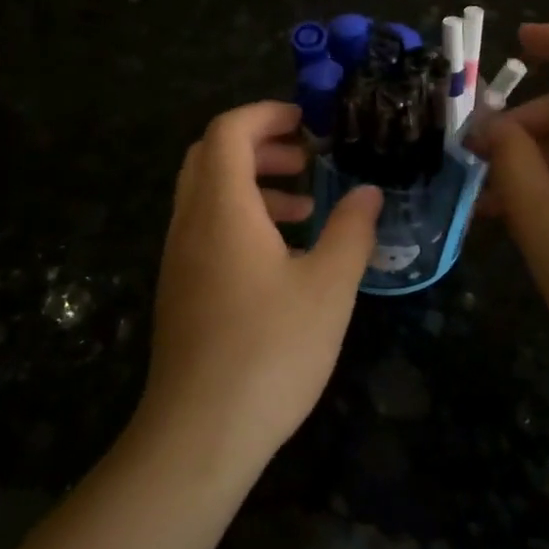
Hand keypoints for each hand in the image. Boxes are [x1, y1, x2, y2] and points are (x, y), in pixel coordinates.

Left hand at [145, 101, 381, 466]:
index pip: (229, 130)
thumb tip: (369, 192)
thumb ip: (352, 231)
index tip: (308, 124)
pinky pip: (205, 228)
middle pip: (211, 155)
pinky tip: (280, 256)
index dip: (267, 114)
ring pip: (206, 193)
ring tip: (304, 207)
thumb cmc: (270, 351)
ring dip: (252, 184)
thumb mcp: (328, 288)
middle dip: (259, 145)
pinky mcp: (180, 288)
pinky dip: (239, 218)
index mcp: (222, 208)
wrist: (199, 434)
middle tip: (306, 159)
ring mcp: (179, 256)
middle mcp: (190, 222)